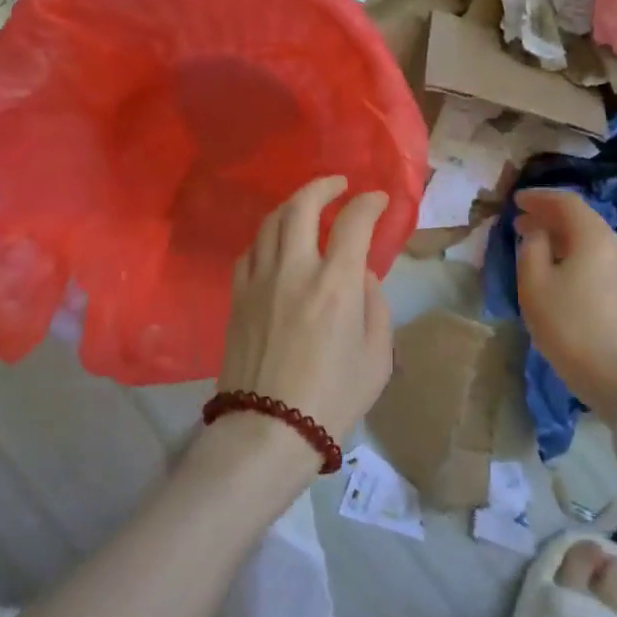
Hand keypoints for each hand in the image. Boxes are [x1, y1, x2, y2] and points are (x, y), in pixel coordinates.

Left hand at [217, 176, 394, 450]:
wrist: (269, 430)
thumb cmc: (333, 399)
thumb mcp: (377, 357)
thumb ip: (376, 305)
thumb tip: (362, 274)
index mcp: (337, 284)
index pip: (354, 222)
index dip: (370, 203)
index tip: (379, 200)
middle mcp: (295, 270)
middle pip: (302, 205)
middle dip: (324, 186)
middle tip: (339, 185)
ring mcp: (260, 281)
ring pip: (272, 222)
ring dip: (293, 205)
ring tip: (308, 207)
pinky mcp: (238, 297)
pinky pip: (250, 251)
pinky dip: (268, 238)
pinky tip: (277, 245)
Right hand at [515, 189, 616, 424]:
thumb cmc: (570, 326)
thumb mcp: (535, 285)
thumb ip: (531, 249)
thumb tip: (537, 233)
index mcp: (593, 237)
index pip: (566, 202)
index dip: (539, 197)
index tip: (516, 201)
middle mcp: (615, 245)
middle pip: (581, 219)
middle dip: (549, 216)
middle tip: (520, 221)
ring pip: (589, 239)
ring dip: (560, 236)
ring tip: (534, 244)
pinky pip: (597, 257)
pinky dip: (574, 252)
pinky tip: (557, 268)